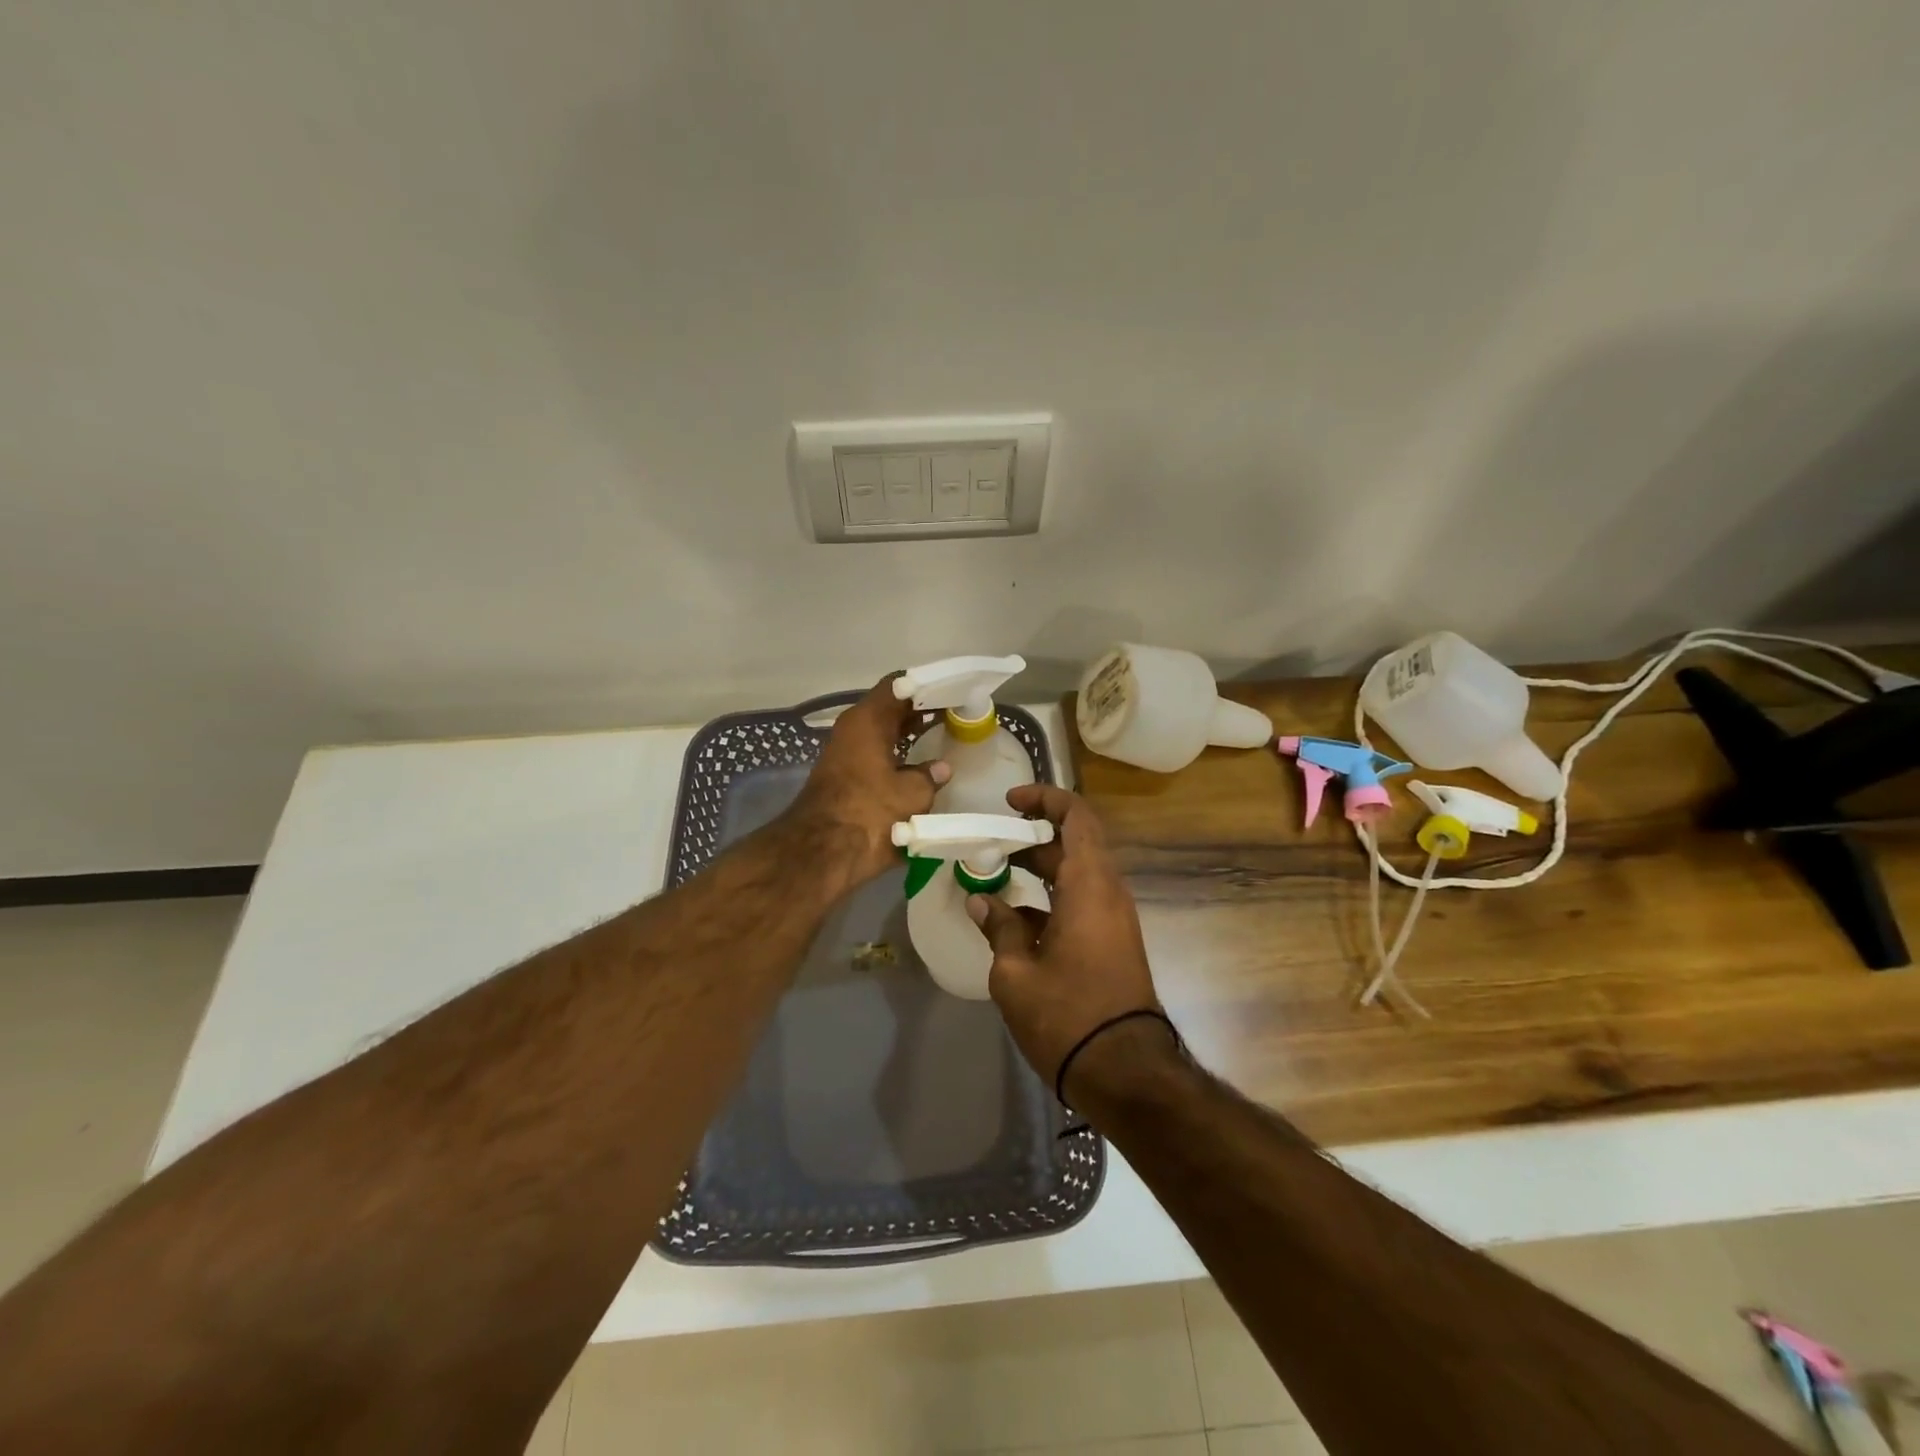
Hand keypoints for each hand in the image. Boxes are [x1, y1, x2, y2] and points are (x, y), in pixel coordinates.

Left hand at [786, 674, 949, 891]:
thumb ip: (930, 776)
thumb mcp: (912, 794)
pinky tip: (921, 768)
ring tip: (944, 739)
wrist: (821, 854)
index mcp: (867, 720)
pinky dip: (898, 758)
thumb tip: (941, 769)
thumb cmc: (869, 813)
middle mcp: (852, 730)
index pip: (898, 686)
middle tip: (956, 714)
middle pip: (891, 709)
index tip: (952, 691)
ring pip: (883, 735)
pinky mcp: (844, 780)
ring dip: (909, 736)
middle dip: (922, 712)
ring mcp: (845, 755)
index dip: (927, 686)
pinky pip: (877, 758)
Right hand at [967, 784, 1166, 1101]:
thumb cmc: (1067, 1014)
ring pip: (1076, 874)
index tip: (1009, 803)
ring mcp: (1114, 919)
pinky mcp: (1112, 942)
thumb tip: (982, 901)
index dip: (1045, 799)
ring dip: (1038, 870)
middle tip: (991, 847)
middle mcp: (1108, 893)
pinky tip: (1013, 922)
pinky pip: (1081, 902)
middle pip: (1074, 844)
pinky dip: (1049, 899)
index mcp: (1089, 886)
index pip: (1076, 817)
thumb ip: (999, 928)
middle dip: (1031, 839)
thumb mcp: (1016, 972)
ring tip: (994, 880)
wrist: (1124, 1071)